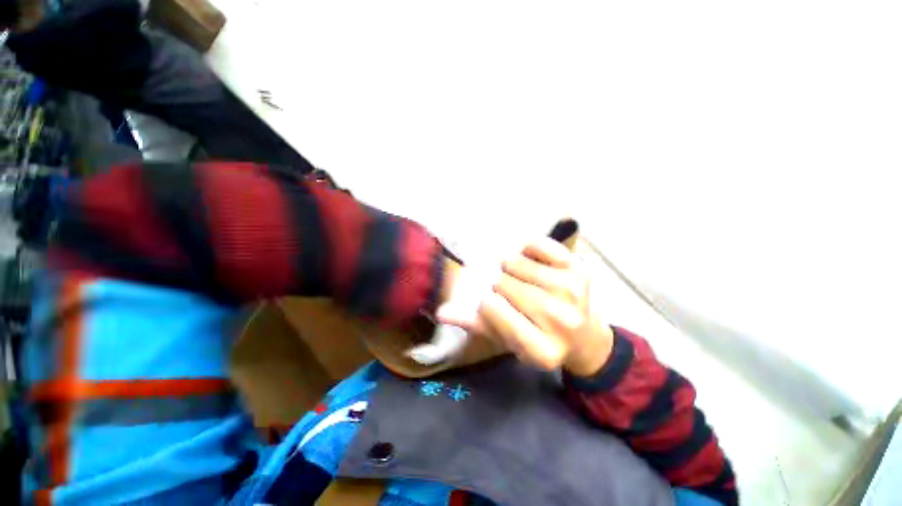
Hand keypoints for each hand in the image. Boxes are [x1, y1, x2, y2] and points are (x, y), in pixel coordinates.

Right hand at [438, 238, 613, 375]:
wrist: (584, 336)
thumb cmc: (539, 340)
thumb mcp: (506, 340)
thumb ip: (475, 324)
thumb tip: (441, 311)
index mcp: (540, 350)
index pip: (491, 308)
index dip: (484, 300)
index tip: (488, 300)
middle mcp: (560, 320)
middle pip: (503, 283)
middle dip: (497, 284)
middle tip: (507, 290)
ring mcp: (572, 291)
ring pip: (515, 262)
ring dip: (509, 267)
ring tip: (519, 278)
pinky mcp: (579, 269)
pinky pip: (538, 245)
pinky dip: (527, 249)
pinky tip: (531, 262)